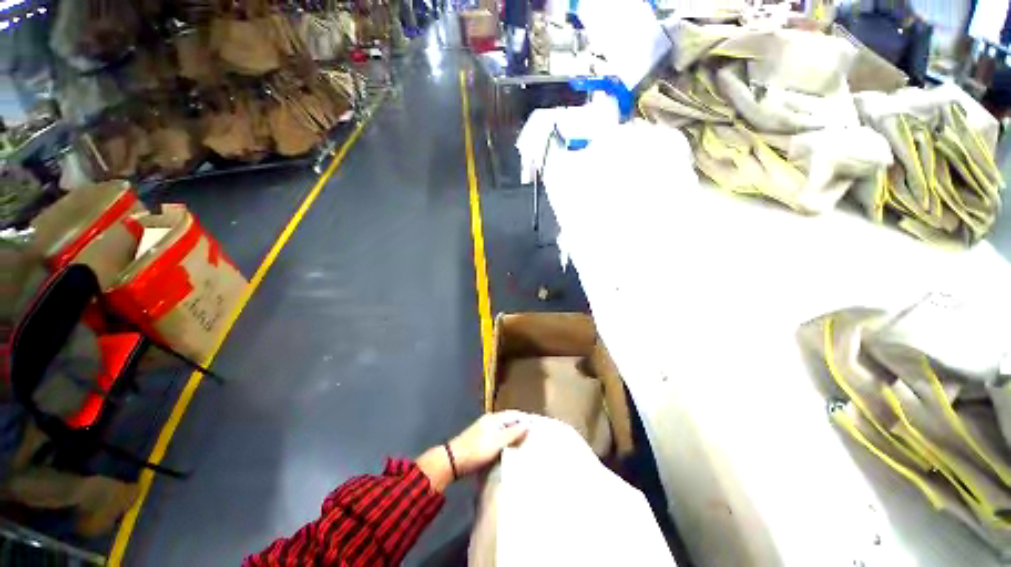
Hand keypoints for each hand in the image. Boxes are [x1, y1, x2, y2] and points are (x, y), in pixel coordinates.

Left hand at [416, 411, 529, 492]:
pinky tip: (510, 449)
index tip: (538, 425)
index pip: (514, 414)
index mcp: (494, 418)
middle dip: (521, 425)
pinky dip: (507, 440)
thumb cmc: (476, 450)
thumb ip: (513, 433)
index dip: (526, 418)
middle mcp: (490, 420)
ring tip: (525, 443)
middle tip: (534, 435)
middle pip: (509, 420)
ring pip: (504, 429)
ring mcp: (484, 430)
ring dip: (514, 433)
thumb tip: (528, 423)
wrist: (452, 461)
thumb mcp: (497, 442)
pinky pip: (499, 436)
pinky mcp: (481, 440)